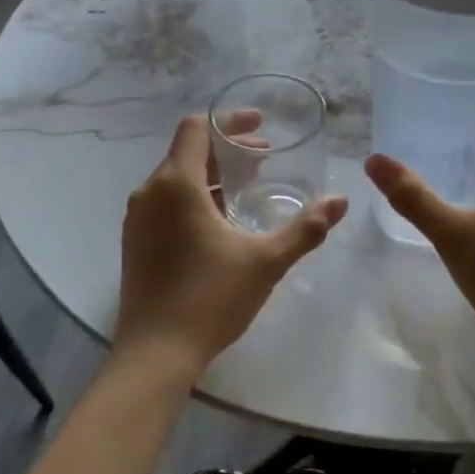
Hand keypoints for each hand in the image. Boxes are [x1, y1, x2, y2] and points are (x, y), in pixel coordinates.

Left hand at [114, 113, 348, 376]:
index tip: (260, 126)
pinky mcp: (134, 243)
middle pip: (187, 152)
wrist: (155, 353)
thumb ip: (305, 228)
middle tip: (264, 158)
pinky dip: (193, 197)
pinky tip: (220, 223)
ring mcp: (136, 219)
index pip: (196, 128)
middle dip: (227, 149)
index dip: (229, 120)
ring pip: (175, 179)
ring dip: (211, 175)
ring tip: (246, 189)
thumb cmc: (211, 299)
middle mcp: (149, 193)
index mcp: (176, 184)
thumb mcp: (266, 261)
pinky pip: (165, 203)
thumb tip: (341, 201)